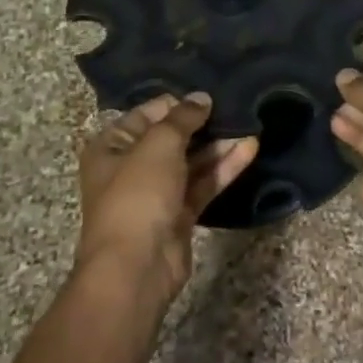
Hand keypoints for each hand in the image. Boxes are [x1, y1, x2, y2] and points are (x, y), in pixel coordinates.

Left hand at [77, 94, 257, 300]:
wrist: (136, 268)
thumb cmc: (137, 195)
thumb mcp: (158, 145)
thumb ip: (182, 118)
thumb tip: (201, 98)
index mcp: (111, 146)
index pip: (147, 114)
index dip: (177, 103)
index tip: (209, 94)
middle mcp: (131, 167)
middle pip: (172, 138)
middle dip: (203, 124)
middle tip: (236, 106)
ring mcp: (156, 193)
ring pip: (192, 162)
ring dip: (219, 145)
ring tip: (250, 124)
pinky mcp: (179, 215)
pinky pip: (203, 184)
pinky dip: (224, 168)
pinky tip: (250, 148)